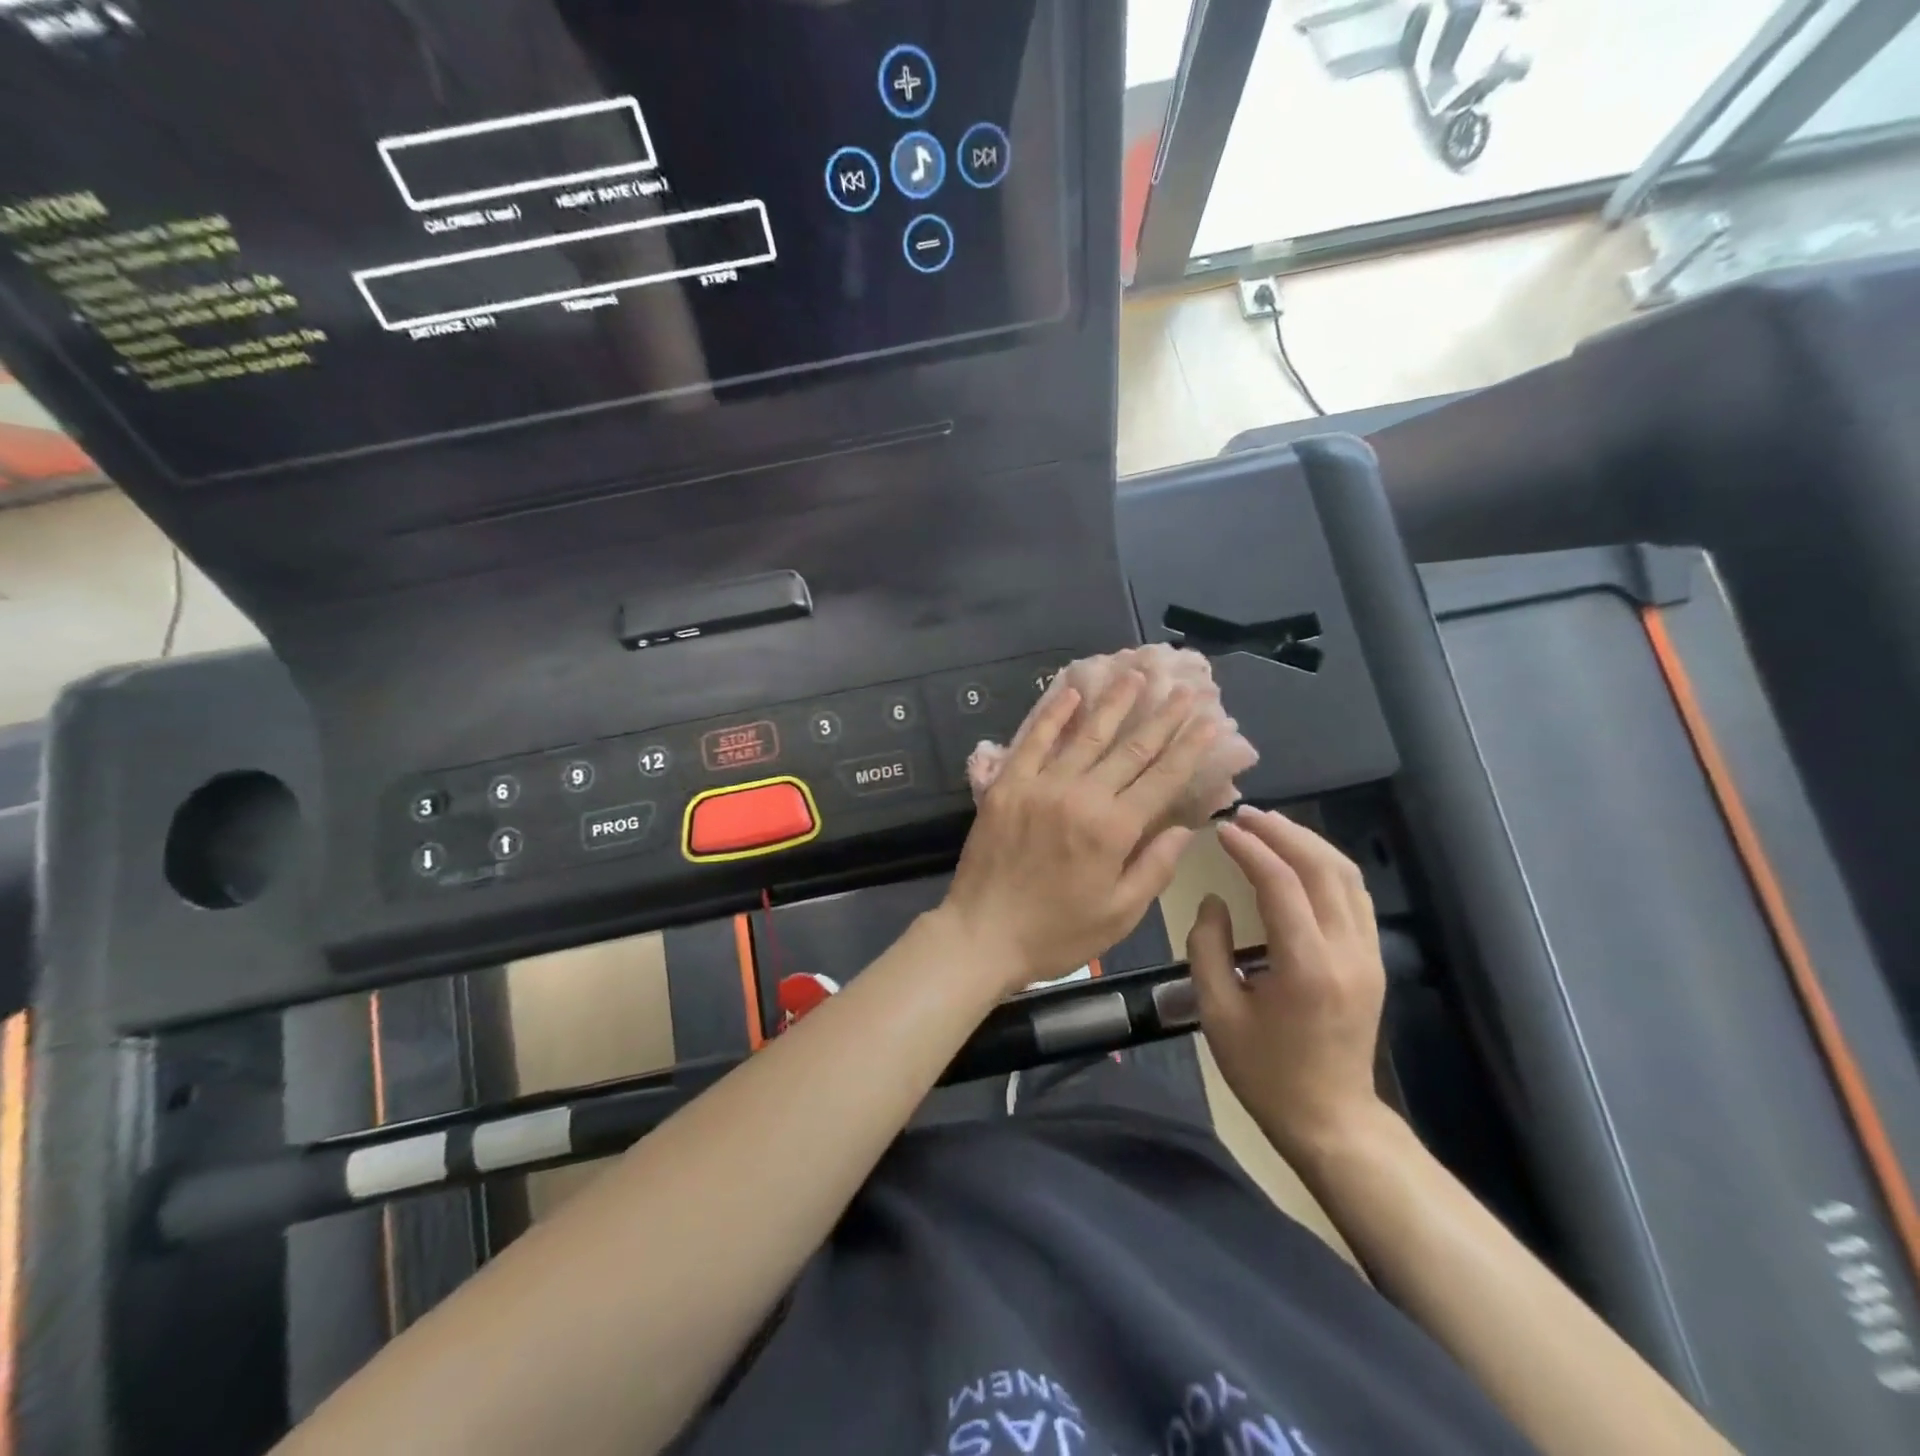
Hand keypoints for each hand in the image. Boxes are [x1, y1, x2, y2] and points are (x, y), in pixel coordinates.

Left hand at [941, 671, 1218, 996]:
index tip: (1208, 721)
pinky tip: (1070, 692)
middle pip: (1129, 749)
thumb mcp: (1119, 914)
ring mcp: (1040, 785)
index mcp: (1113, 829)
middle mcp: (1081, 796)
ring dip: (1113, 703)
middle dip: (1161, 717)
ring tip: (1134, 675)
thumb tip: (1186, 828)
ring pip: (1086, 736)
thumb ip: (1155, 867)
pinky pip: (1033, 742)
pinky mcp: (1007, 785)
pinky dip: (1053, 715)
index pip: (1161, 779)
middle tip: (1183, 689)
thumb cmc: (1057, 933)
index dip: (1188, 748)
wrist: (983, 934)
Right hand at [1188, 807, 1388, 1161]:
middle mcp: (1347, 953)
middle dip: (1282, 833)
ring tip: (1268, 826)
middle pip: (1323, 868)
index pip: (1282, 885)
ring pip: (1347, 875)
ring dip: (1307, 842)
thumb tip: (1214, 900)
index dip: (1251, 849)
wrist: (1331, 1119)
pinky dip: (1326, 864)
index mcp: (1306, 968)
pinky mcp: (1372, 959)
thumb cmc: (1264, 1072)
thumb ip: (1208, 947)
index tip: (1222, 828)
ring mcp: (1368, 955)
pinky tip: (1299, 857)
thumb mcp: (1217, 1012)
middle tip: (1243, 815)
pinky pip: (1355, 895)